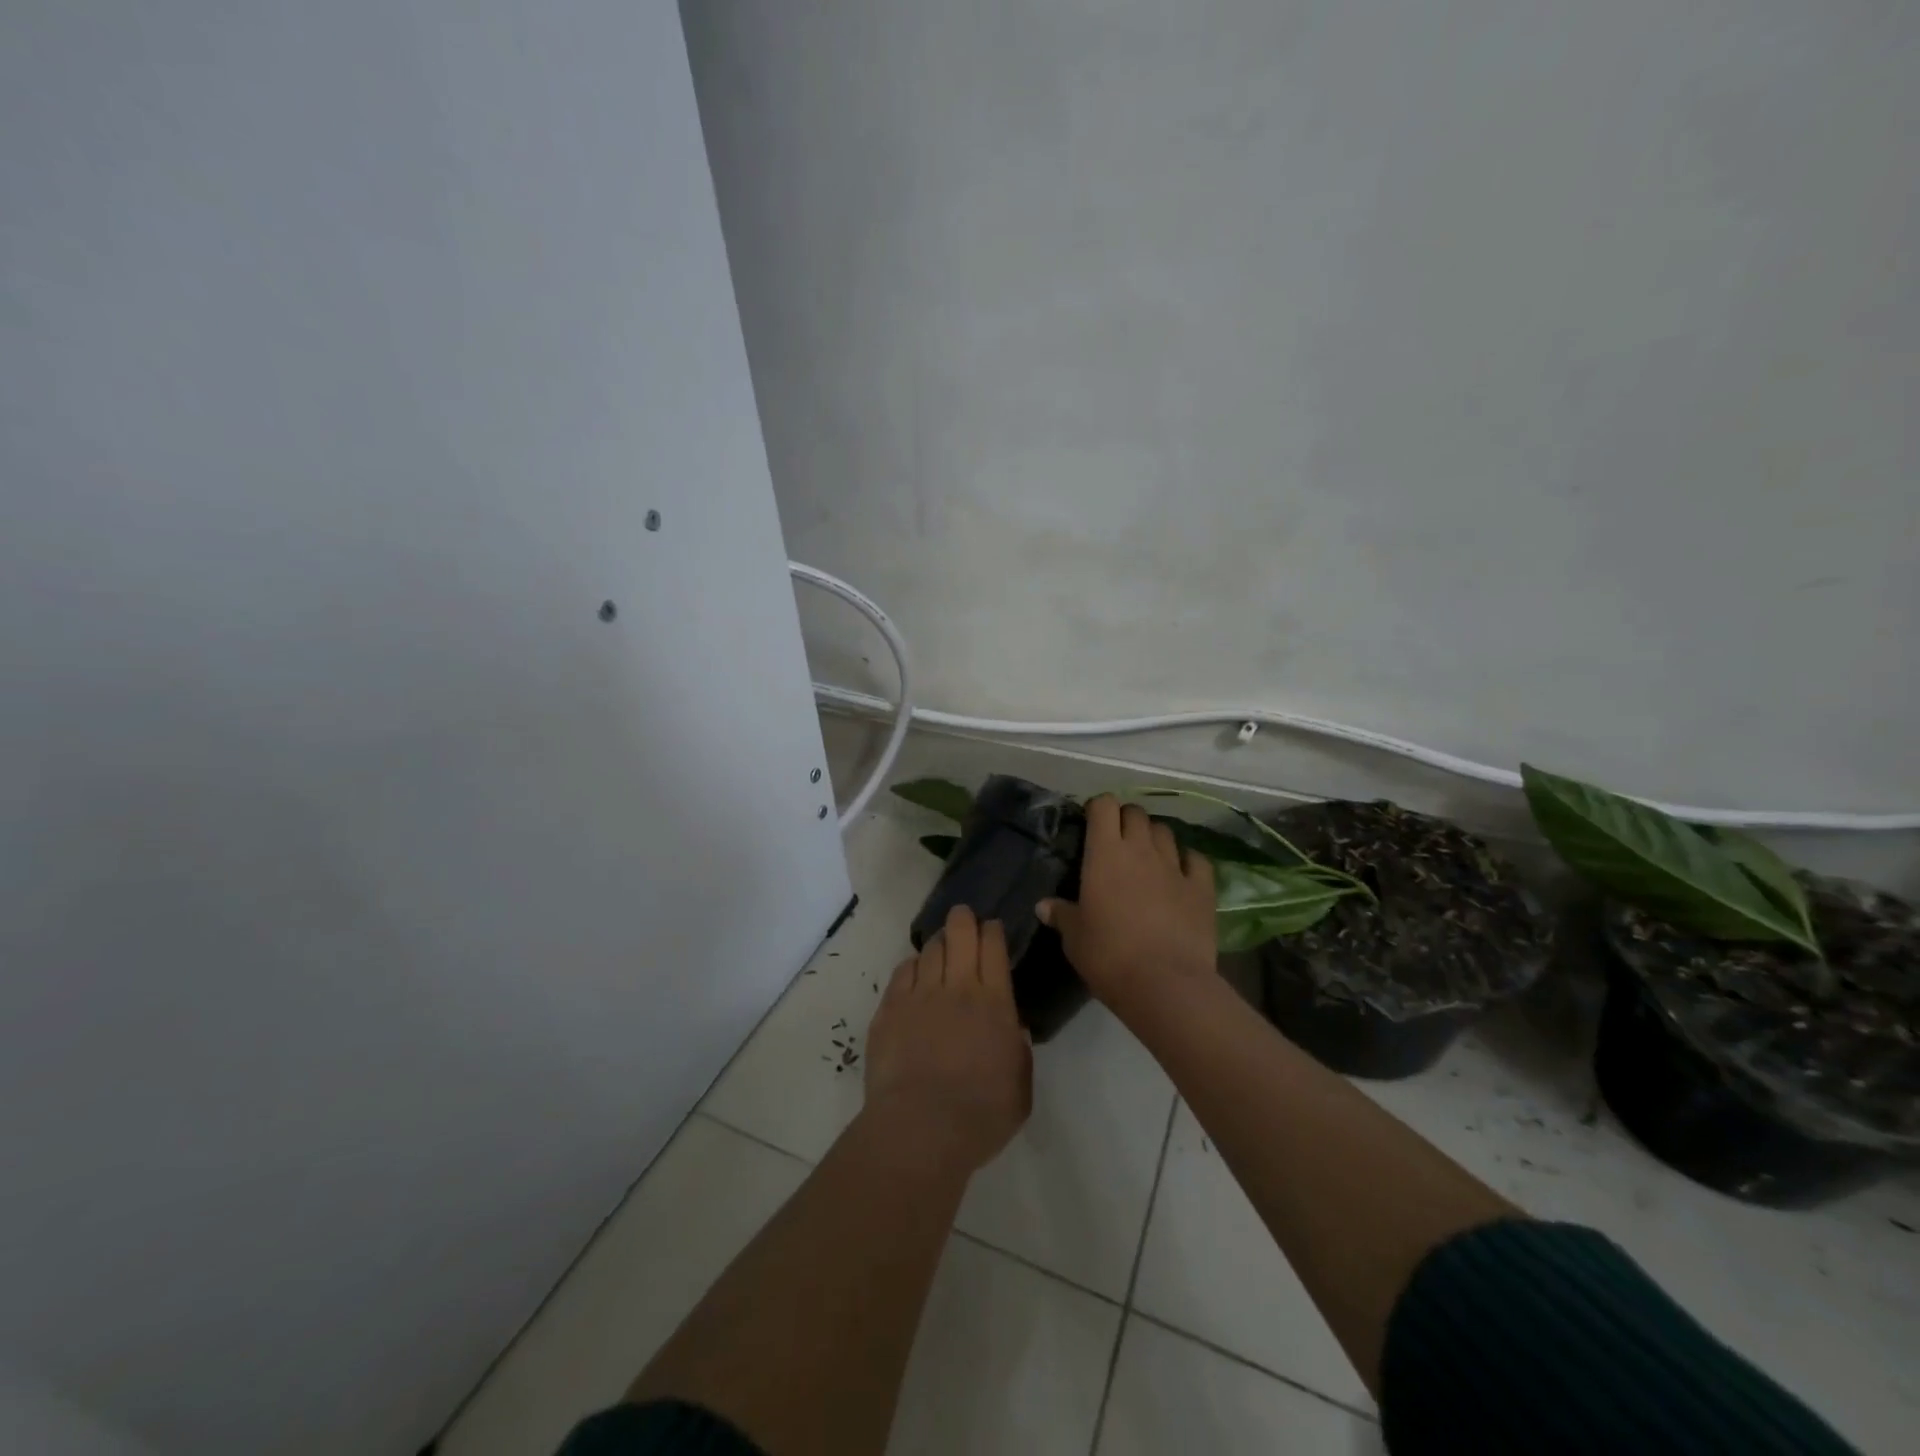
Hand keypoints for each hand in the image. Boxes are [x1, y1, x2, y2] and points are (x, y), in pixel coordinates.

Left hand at [863, 905, 1032, 1174]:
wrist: (921, 1129)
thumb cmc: (980, 1115)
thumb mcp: (1020, 1088)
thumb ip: (1018, 1052)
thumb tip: (1012, 1029)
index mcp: (995, 1003)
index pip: (993, 947)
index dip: (992, 930)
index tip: (992, 928)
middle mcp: (958, 987)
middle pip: (960, 933)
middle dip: (963, 919)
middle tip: (963, 918)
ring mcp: (920, 995)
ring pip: (929, 949)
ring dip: (938, 943)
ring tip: (940, 947)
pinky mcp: (890, 1008)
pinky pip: (902, 972)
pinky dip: (912, 966)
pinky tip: (914, 972)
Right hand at [1039, 796, 1217, 1010]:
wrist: (1165, 984)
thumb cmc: (1109, 956)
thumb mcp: (1074, 938)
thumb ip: (1061, 915)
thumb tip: (1043, 906)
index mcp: (1105, 854)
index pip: (1104, 806)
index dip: (1098, 808)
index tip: (1091, 823)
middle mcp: (1141, 850)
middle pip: (1136, 813)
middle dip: (1126, 819)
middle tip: (1117, 841)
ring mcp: (1175, 867)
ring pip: (1165, 831)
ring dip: (1154, 837)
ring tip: (1147, 855)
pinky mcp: (1202, 888)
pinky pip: (1196, 860)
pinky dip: (1187, 860)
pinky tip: (1181, 872)